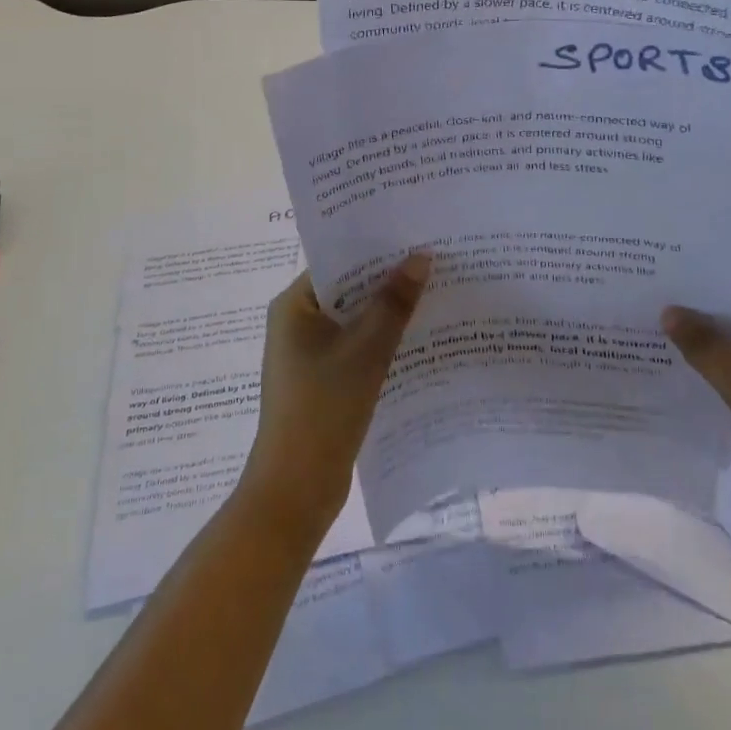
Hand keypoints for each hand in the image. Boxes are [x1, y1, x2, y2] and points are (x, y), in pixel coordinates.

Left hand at [240, 255, 431, 538]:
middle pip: (349, 291)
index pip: (338, 262)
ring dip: (389, 313)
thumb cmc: (323, 410)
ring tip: (436, 295)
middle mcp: (297, 323)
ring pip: (356, 321)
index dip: (376, 250)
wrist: (294, 491)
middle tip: (436, 263)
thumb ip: (393, 303)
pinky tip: (420, 340)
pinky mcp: (323, 381)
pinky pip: (357, 348)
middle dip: (389, 281)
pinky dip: (383, 343)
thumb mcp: (365, 351)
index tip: (417, 238)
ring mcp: (309, 354)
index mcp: (293, 306)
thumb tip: (421, 257)